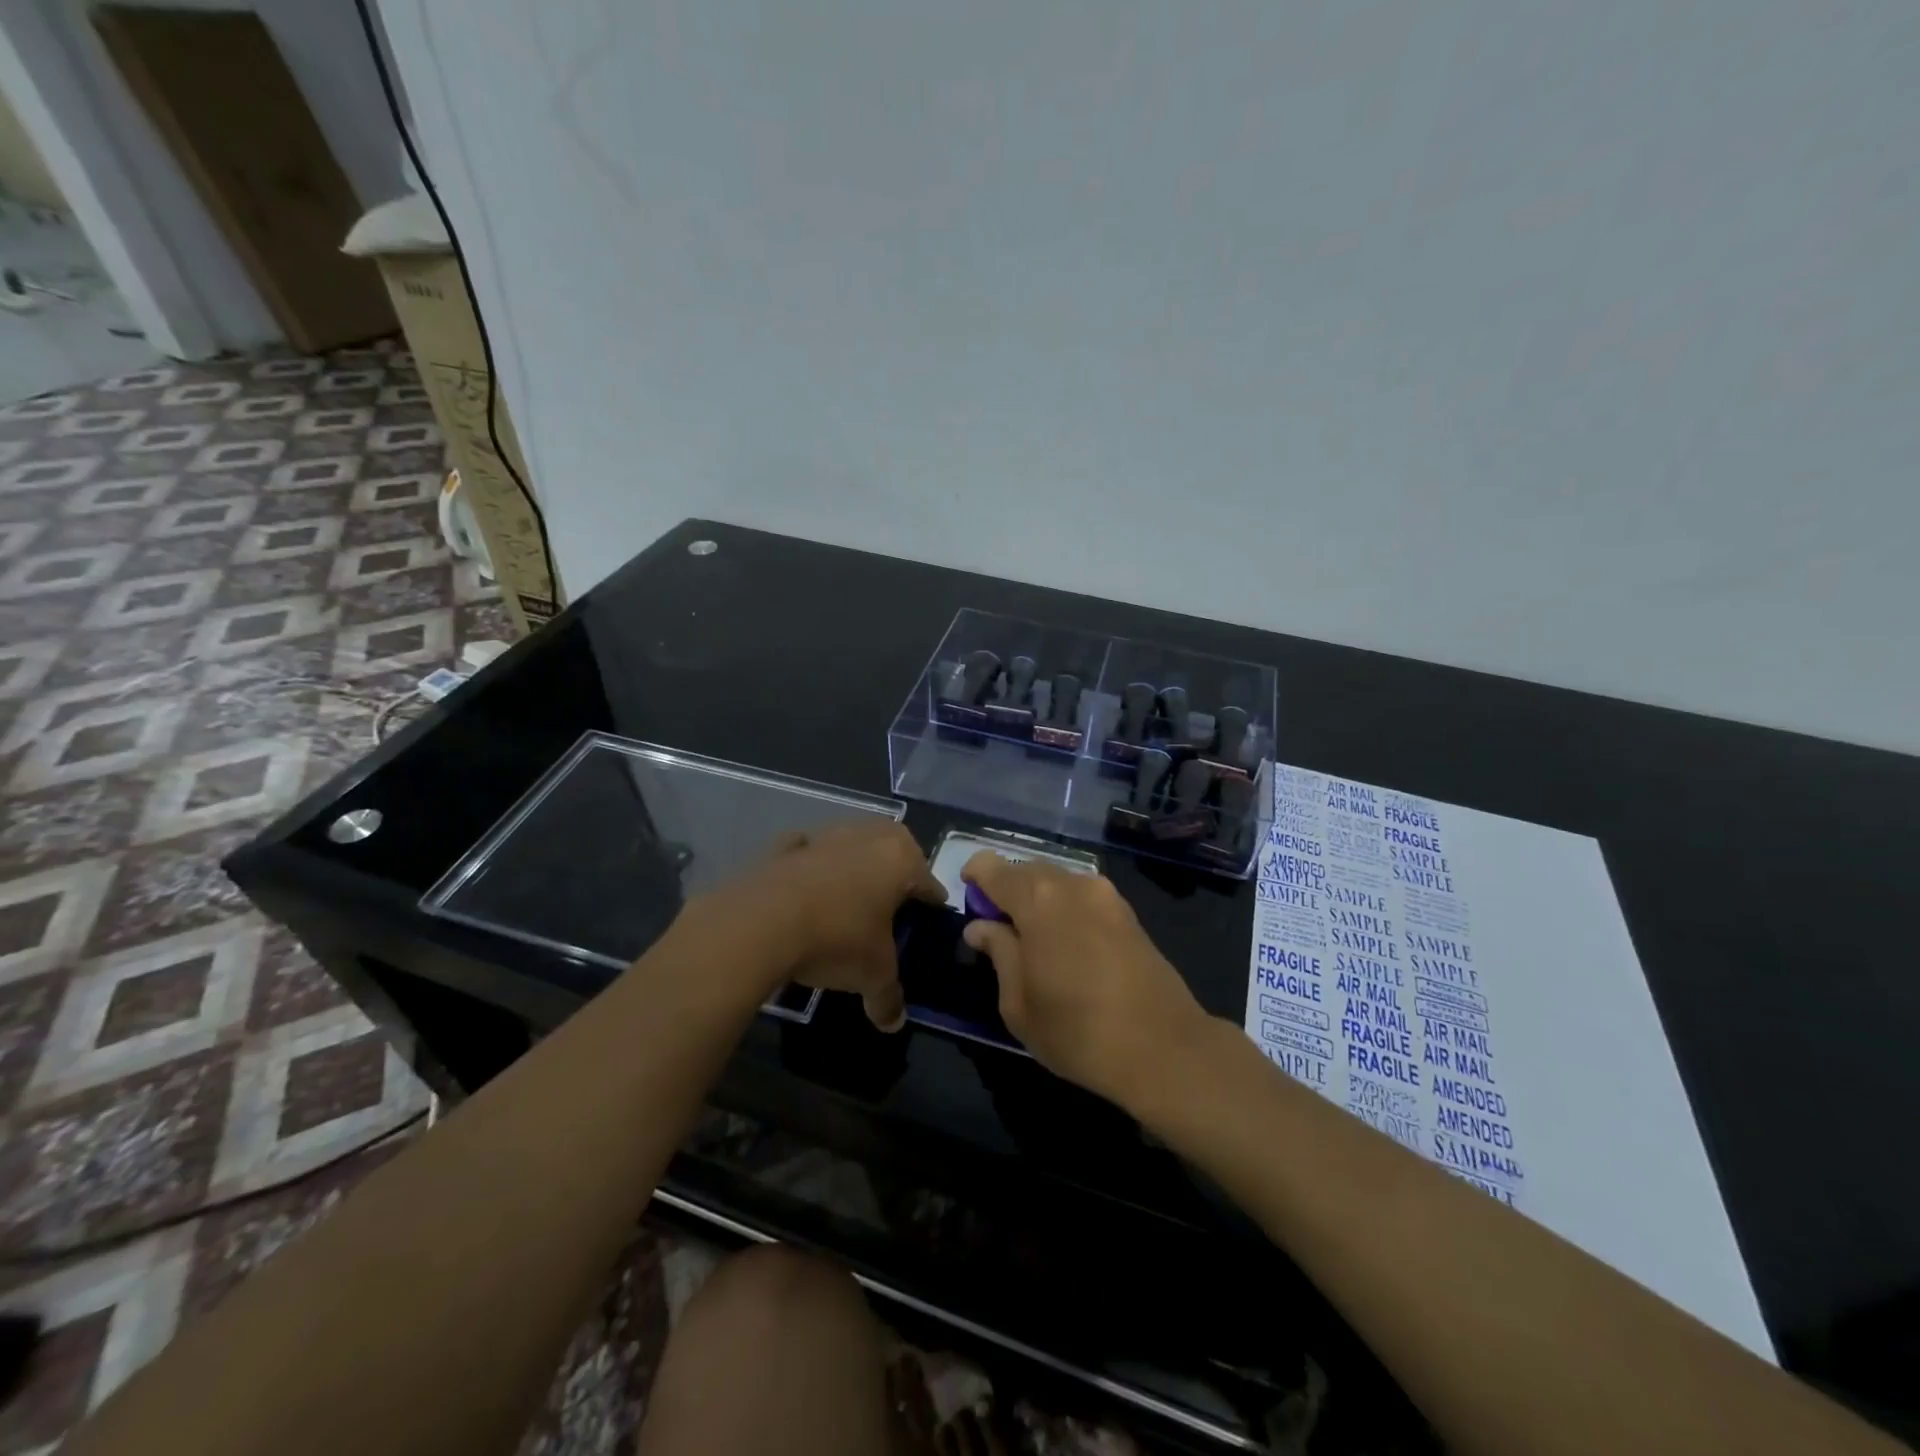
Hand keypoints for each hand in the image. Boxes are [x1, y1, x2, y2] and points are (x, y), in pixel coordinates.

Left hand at [734, 821, 946, 1030]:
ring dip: (854, 865)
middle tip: (893, 905)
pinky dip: (810, 866)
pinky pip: (808, 853)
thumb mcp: (873, 975)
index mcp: (900, 859)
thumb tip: (895, 1023)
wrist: (760, 922)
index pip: (929, 882)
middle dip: (897, 872)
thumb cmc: (837, 939)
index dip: (931, 905)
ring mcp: (824, 836)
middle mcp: (867, 836)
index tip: (929, 922)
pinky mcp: (786, 845)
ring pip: (851, 845)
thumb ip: (889, 997)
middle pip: (894, 849)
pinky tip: (806, 892)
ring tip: (848, 900)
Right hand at [959, 853, 1211, 1110]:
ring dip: (1037, 901)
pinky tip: (1067, 947)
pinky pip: (1082, 897)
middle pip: (1026, 870)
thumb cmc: (1076, 1031)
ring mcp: (1105, 894)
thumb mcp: (1017, 1001)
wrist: (1164, 1048)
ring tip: (1034, 943)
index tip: (968, 903)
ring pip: (1057, 882)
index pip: (991, 866)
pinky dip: (1065, 910)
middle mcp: (1071, 883)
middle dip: (1006, 891)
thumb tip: (980, 926)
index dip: (973, 878)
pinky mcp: (1128, 912)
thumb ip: (998, 952)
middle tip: (998, 931)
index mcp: (1037, 898)